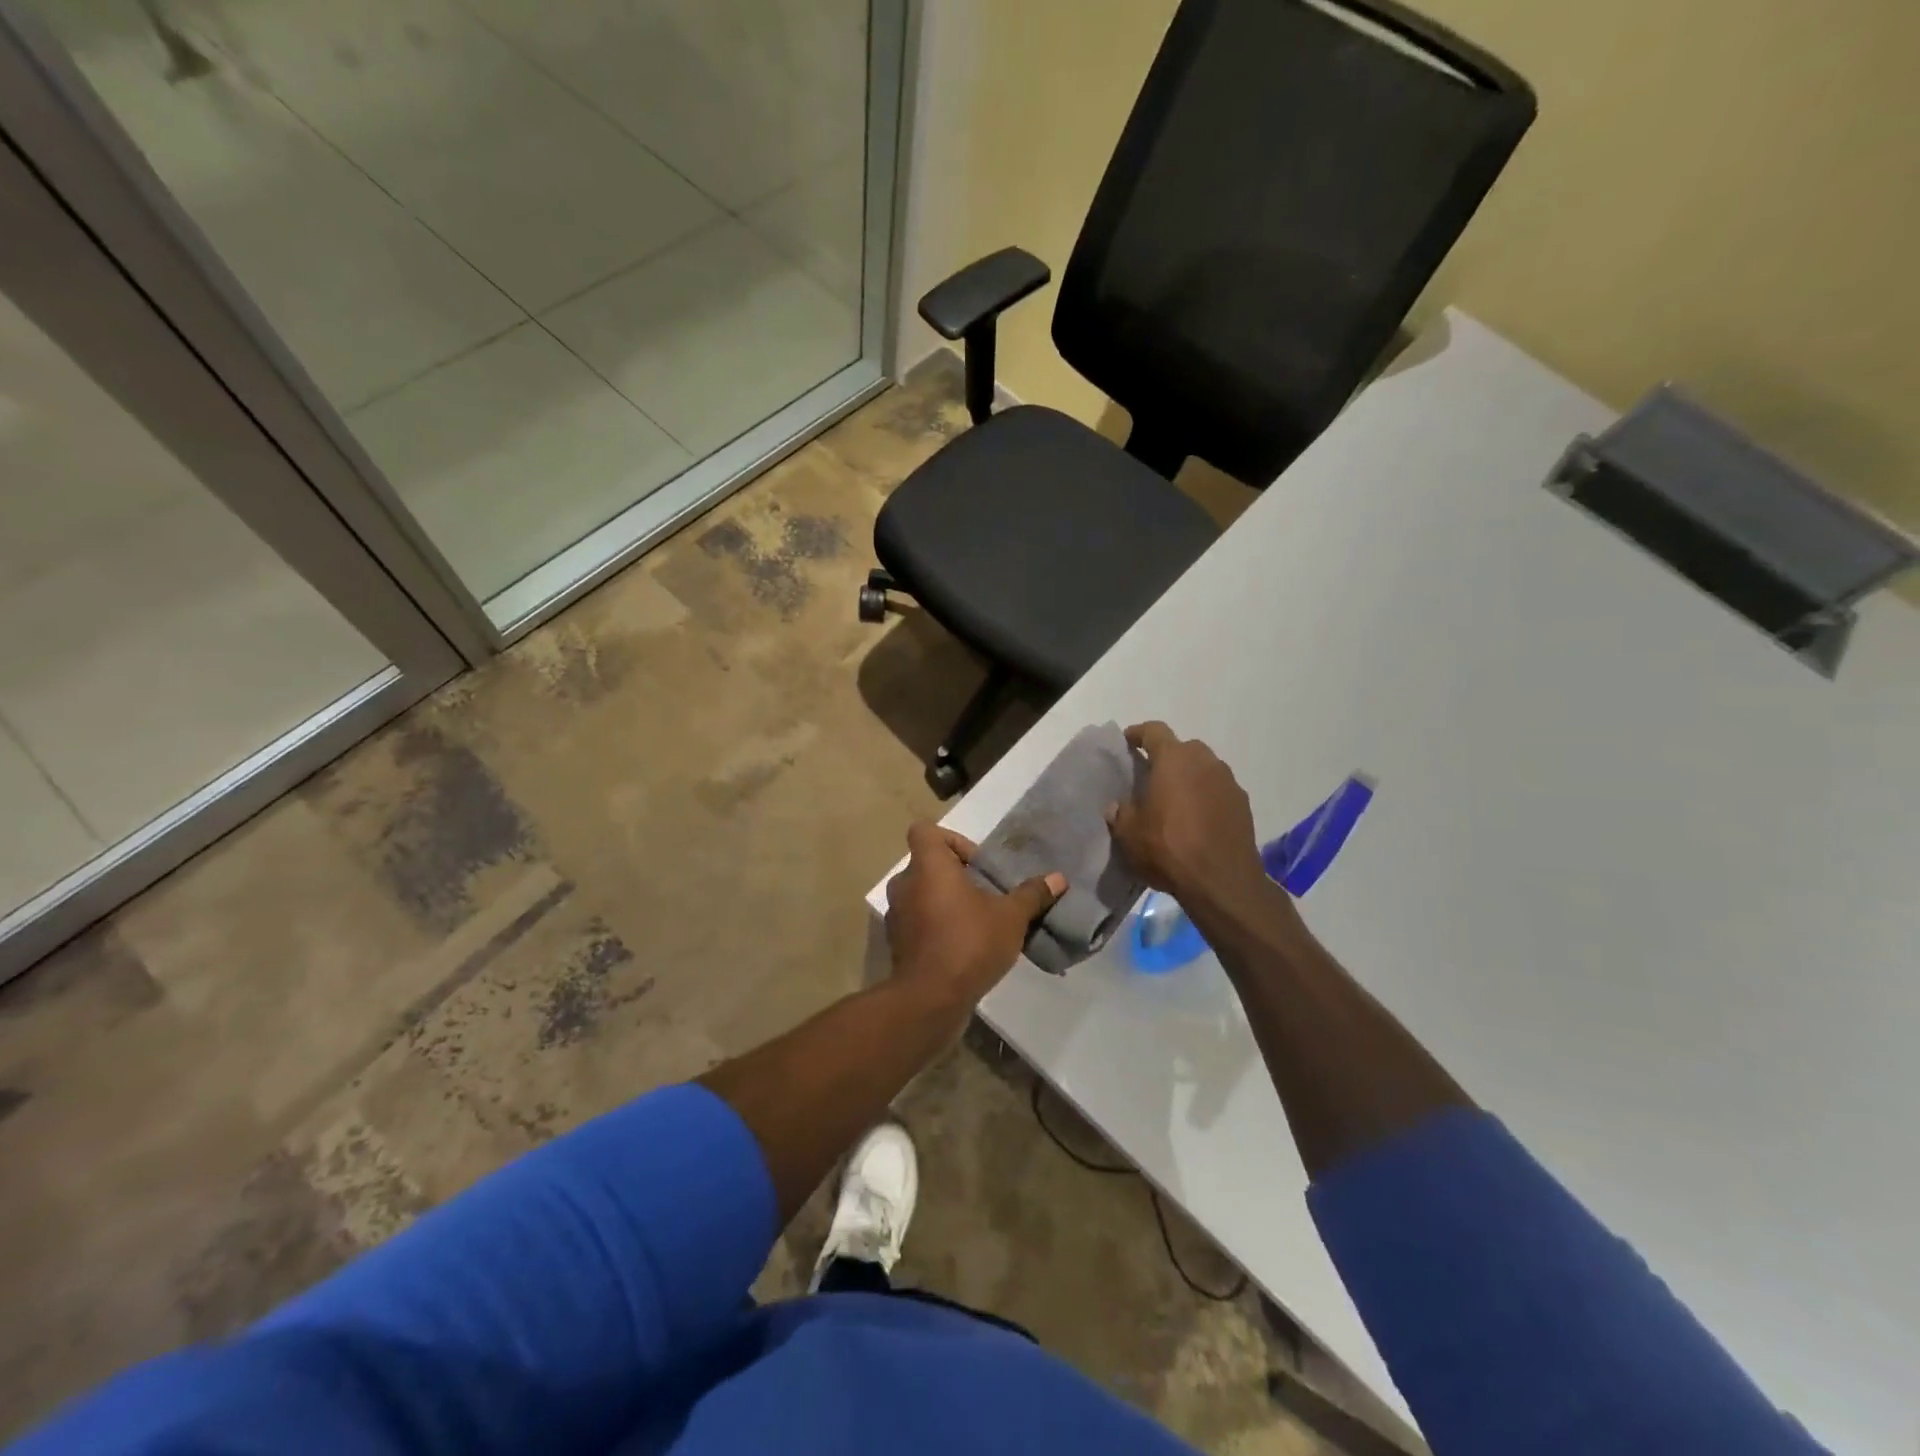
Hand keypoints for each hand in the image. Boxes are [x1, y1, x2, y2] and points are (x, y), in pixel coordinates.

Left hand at [884, 822, 1064, 1012]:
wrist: (930, 998)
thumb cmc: (969, 942)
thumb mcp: (1011, 917)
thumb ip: (1032, 894)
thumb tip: (1058, 878)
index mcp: (928, 865)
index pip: (925, 830)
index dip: (952, 839)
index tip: (977, 864)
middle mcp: (905, 883)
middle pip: (927, 863)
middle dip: (956, 875)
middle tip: (984, 894)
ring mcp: (897, 914)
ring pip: (922, 893)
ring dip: (945, 902)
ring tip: (977, 922)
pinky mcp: (897, 942)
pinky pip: (918, 921)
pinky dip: (936, 926)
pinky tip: (963, 946)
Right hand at [1107, 722, 1271, 912]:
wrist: (1221, 882)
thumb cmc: (1168, 848)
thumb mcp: (1129, 834)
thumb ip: (1121, 814)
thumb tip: (1118, 807)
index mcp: (1174, 759)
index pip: (1154, 731)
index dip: (1138, 734)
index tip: (1127, 742)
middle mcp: (1205, 761)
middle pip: (1183, 748)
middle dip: (1167, 758)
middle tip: (1152, 778)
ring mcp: (1229, 782)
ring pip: (1204, 769)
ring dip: (1190, 778)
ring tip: (1175, 802)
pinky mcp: (1244, 805)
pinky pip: (1219, 791)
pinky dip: (1207, 797)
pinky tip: (1197, 821)